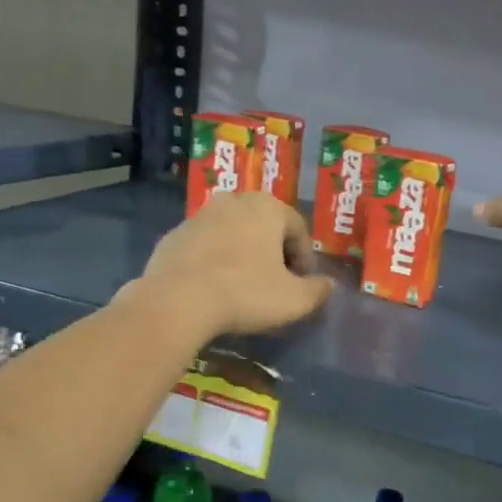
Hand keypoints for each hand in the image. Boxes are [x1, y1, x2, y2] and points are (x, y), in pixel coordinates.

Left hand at [133, 192, 332, 337]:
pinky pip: (206, 247)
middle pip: (265, 227)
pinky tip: (214, 289)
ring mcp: (199, 216)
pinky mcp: (173, 236)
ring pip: (233, 234)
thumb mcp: (294, 299)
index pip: (298, 229)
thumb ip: (318, 290)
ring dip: (243, 255)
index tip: (303, 284)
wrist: (176, 301)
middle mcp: (233, 201)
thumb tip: (328, 285)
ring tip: (244, 288)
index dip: (305, 258)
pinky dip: (215, 262)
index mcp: (267, 207)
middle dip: (274, 253)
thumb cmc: (245, 293)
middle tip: (277, 284)